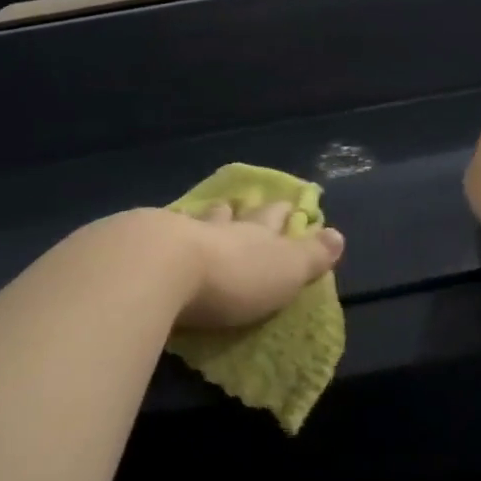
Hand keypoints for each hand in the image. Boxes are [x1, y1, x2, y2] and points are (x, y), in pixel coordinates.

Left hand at [171, 199, 344, 331]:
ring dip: (204, 219)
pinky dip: (164, 235)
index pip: (273, 218)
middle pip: (233, 215)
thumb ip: (310, 255)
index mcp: (255, 233)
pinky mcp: (142, 248)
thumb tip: (338, 234)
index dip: (281, 213)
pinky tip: (158, 235)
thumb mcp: (285, 270)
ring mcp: (178, 233)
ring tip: (206, 214)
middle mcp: (218, 227)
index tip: (287, 205)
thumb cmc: (233, 276)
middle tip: (241, 204)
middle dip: (241, 211)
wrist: (160, 267)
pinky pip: (159, 236)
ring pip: (196, 221)